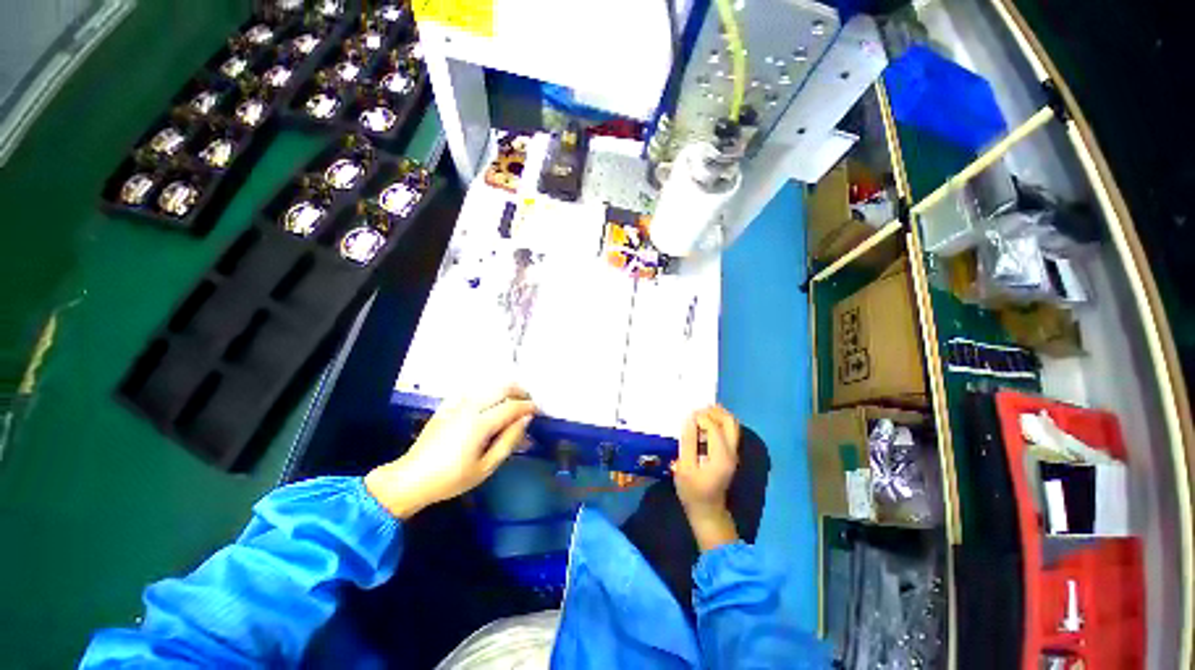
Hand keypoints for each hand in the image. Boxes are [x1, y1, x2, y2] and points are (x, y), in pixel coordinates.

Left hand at [365, 386, 535, 518]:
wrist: (411, 479)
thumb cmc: (451, 479)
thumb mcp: (486, 467)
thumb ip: (508, 441)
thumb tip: (525, 420)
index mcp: (480, 424)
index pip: (511, 407)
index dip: (528, 407)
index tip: (538, 410)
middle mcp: (470, 407)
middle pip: (501, 387)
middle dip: (518, 391)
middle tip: (527, 402)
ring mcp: (456, 404)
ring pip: (487, 386)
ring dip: (503, 389)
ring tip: (512, 401)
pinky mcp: (446, 406)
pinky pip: (471, 390)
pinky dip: (485, 391)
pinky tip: (488, 401)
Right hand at [673, 405, 740, 550]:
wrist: (708, 512)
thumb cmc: (693, 491)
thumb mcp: (685, 467)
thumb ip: (688, 442)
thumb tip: (689, 418)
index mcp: (721, 455)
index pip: (714, 426)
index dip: (701, 417)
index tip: (687, 416)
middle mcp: (732, 452)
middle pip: (730, 421)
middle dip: (714, 411)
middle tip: (697, 409)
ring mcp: (733, 453)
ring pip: (732, 425)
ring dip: (717, 415)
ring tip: (699, 413)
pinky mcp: (730, 455)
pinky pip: (728, 432)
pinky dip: (718, 423)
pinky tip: (704, 424)